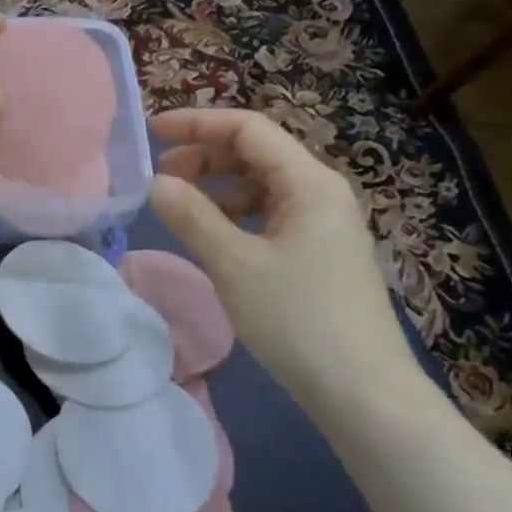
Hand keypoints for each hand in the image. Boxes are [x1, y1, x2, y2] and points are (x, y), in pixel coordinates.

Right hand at [148, 108, 420, 403]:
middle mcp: (321, 192)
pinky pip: (270, 216)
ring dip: (218, 187)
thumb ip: (192, 218)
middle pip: (257, 154)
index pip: (249, 129)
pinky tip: (213, 235)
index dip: (197, 124)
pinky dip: (235, 215)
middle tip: (160, 178)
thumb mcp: (234, 265)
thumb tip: (156, 184)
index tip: (151, 131)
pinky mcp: (319, 253)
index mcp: (308, 182)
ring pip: (262, 186)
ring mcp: (323, 224)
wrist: (360, 388)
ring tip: (179, 206)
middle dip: (205, 156)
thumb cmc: (297, 319)